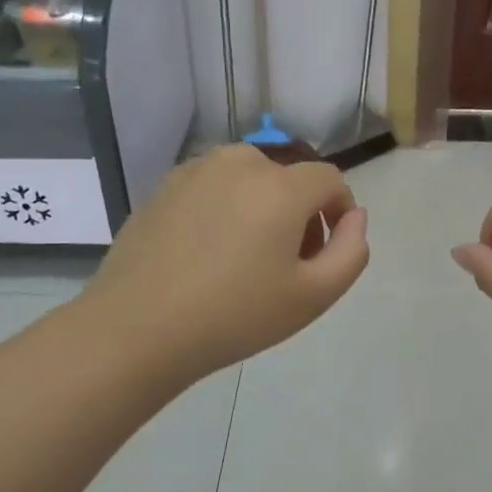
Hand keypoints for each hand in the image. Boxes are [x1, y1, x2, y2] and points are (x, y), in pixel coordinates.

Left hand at [82, 145, 368, 388]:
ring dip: (261, 208)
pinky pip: (212, 188)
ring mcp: (195, 171)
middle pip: (288, 179)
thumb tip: (355, 217)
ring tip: (244, 258)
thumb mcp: (314, 296)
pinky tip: (206, 255)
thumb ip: (351, 251)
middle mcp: (239, 163)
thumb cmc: (234, 315)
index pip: (329, 179)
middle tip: (286, 264)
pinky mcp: (163, 187)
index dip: (339, 211)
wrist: (137, 328)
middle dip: (299, 213)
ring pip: (248, 179)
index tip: (327, 251)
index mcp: (280, 185)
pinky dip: (224, 210)